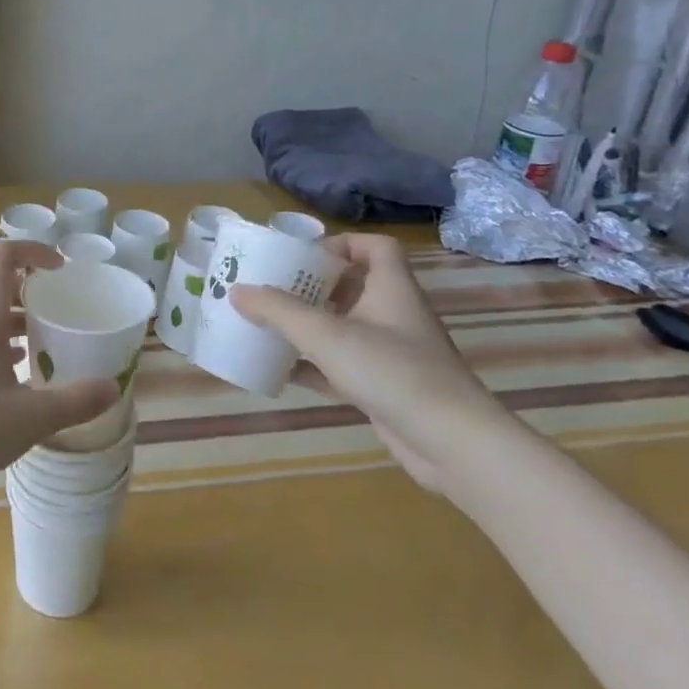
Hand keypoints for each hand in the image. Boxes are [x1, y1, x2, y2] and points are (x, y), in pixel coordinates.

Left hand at [0, 240, 119, 493]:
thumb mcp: (31, 419)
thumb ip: (75, 401)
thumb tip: (113, 387)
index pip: (2, 255)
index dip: (32, 249)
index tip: (60, 269)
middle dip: (33, 289)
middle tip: (63, 309)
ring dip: (18, 318)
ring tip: (48, 340)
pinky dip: (2, 340)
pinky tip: (19, 370)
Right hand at [231, 233, 518, 493]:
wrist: (452, 445)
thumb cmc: (392, 371)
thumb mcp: (326, 334)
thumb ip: (278, 311)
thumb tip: (236, 290)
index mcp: (391, 289)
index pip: (376, 247)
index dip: (342, 243)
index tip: (304, 255)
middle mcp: (393, 315)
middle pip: (351, 287)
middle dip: (310, 287)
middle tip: (270, 289)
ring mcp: (390, 354)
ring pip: (342, 329)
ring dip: (307, 327)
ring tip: (266, 325)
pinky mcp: (383, 388)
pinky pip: (339, 367)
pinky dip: (311, 366)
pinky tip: (279, 371)